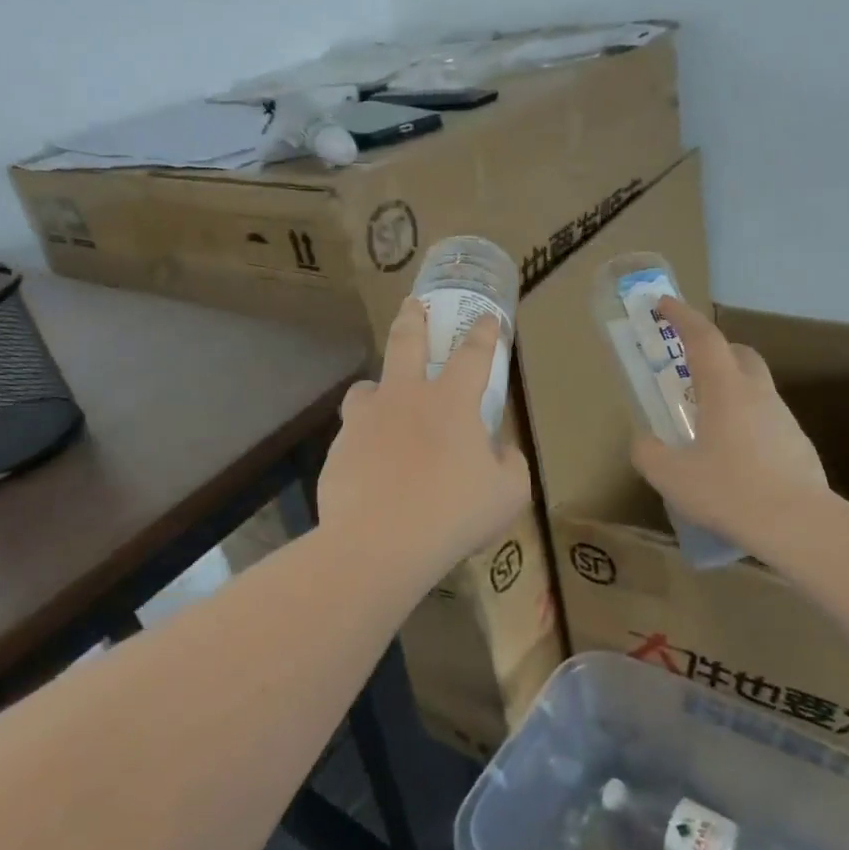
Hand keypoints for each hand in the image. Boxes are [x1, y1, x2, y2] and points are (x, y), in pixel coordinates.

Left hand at [318, 298, 531, 581]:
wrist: (379, 544)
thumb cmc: (453, 514)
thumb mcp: (507, 494)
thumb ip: (510, 464)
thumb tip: (501, 450)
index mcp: (450, 402)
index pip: (473, 354)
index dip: (484, 333)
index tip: (487, 319)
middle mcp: (405, 398)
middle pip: (406, 342)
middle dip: (413, 318)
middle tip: (412, 304)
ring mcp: (365, 421)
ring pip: (366, 387)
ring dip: (377, 385)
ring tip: (381, 397)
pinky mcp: (339, 450)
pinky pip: (353, 435)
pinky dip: (364, 440)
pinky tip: (370, 466)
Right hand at [631, 297, 835, 560]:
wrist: (799, 525)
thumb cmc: (729, 491)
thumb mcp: (671, 476)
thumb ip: (647, 453)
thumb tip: (643, 441)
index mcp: (725, 389)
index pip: (703, 338)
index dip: (681, 316)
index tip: (663, 304)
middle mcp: (757, 394)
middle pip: (738, 353)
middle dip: (712, 349)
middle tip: (688, 365)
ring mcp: (782, 418)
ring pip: (754, 386)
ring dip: (729, 388)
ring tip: (705, 420)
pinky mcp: (797, 444)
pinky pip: (765, 418)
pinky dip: (745, 420)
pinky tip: (732, 455)